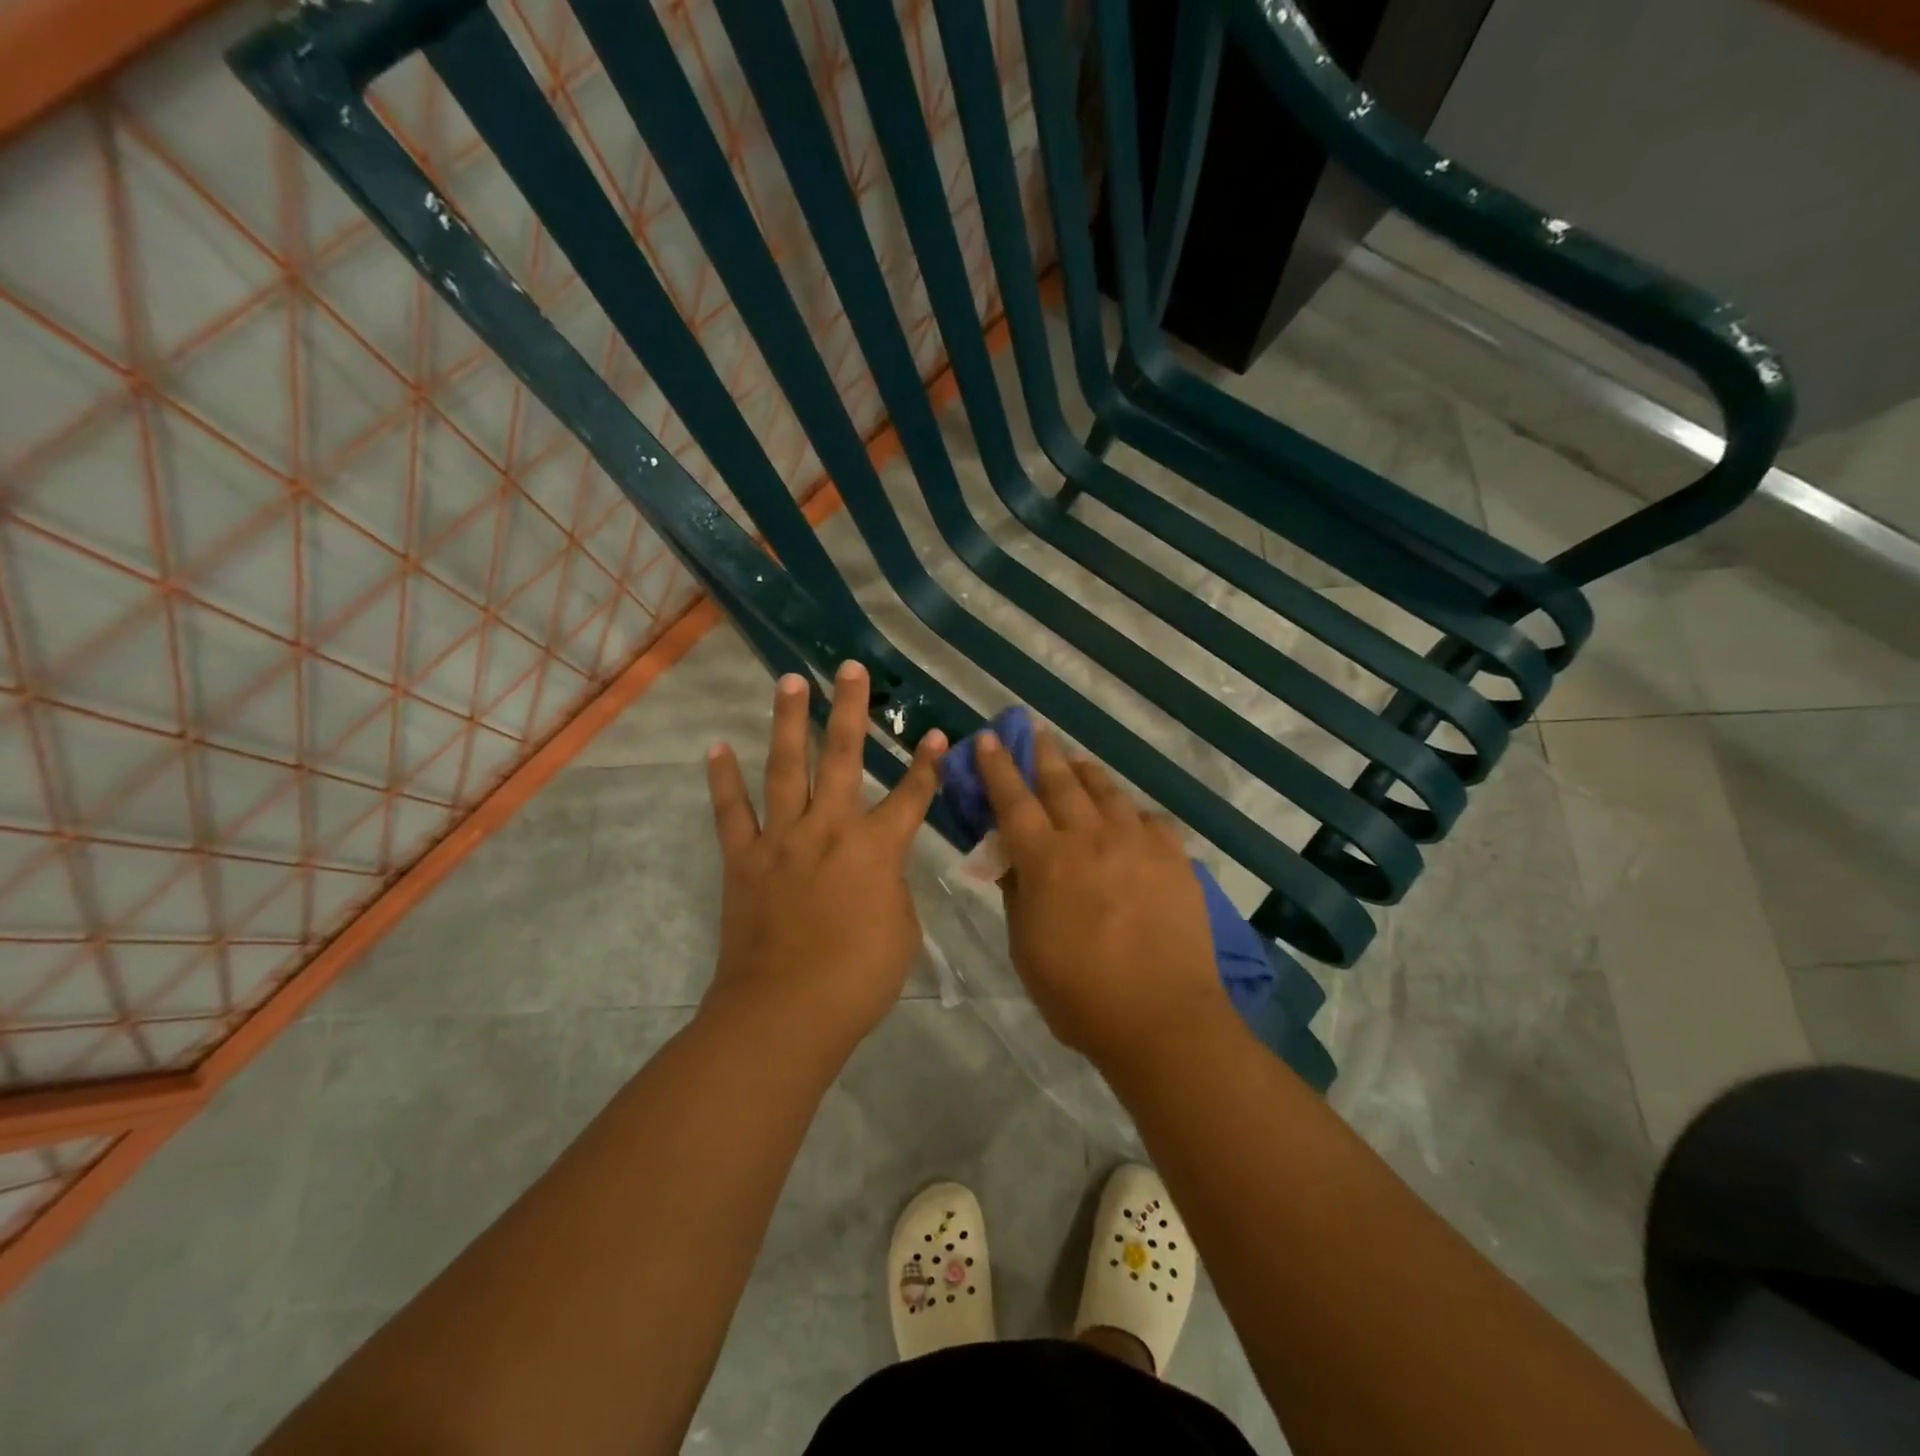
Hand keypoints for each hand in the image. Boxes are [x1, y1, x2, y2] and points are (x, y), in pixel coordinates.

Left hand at [704, 661, 945, 1052]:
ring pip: (785, 766)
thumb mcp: (901, 932)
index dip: (927, 764)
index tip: (936, 733)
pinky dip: (723, 779)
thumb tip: (876, 872)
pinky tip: (716, 747)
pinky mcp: (743, 859)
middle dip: (851, 709)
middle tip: (850, 668)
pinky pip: (730, 811)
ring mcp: (781, 839)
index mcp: (876, 848)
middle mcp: (829, 828)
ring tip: (789, 681)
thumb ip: (891, 888)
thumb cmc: (858, 979)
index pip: (912, 796)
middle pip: (843, 756)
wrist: (786, 1012)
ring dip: (788, 721)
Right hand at [976, 729, 1231, 1069]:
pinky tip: (1128, 815)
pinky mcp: (1174, 857)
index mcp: (1045, 861)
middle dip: (1042, 754)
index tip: (988, 738)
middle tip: (1034, 732)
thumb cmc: (1079, 995)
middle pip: (1061, 783)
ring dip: (1086, 773)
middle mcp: (1089, 838)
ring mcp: (1136, 843)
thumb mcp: (1026, 949)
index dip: (997, 767)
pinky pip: (1148, 820)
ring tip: (1077, 762)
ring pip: (1107, 792)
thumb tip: (1009, 858)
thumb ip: (1017, 894)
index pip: (1013, 800)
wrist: (1162, 1018)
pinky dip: (1130, 812)